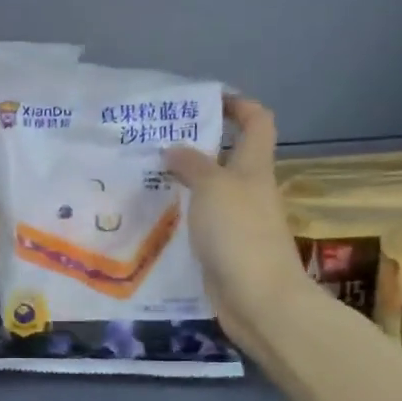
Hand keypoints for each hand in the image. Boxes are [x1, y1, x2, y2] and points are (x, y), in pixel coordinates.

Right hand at [164, 96, 311, 355]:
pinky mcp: (222, 250)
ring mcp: (237, 222)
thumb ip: (192, 165)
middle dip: (195, 146)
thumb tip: (174, 150)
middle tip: (154, 143)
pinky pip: (198, 223)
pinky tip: (151, 218)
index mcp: (254, 167)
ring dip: (182, 183)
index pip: (256, 122)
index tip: (204, 101)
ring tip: (143, 178)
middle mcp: (248, 190)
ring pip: (209, 192)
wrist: (258, 299)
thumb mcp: (213, 187)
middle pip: (227, 157)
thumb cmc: (239, 233)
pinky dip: (179, 216)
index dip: (237, 105)